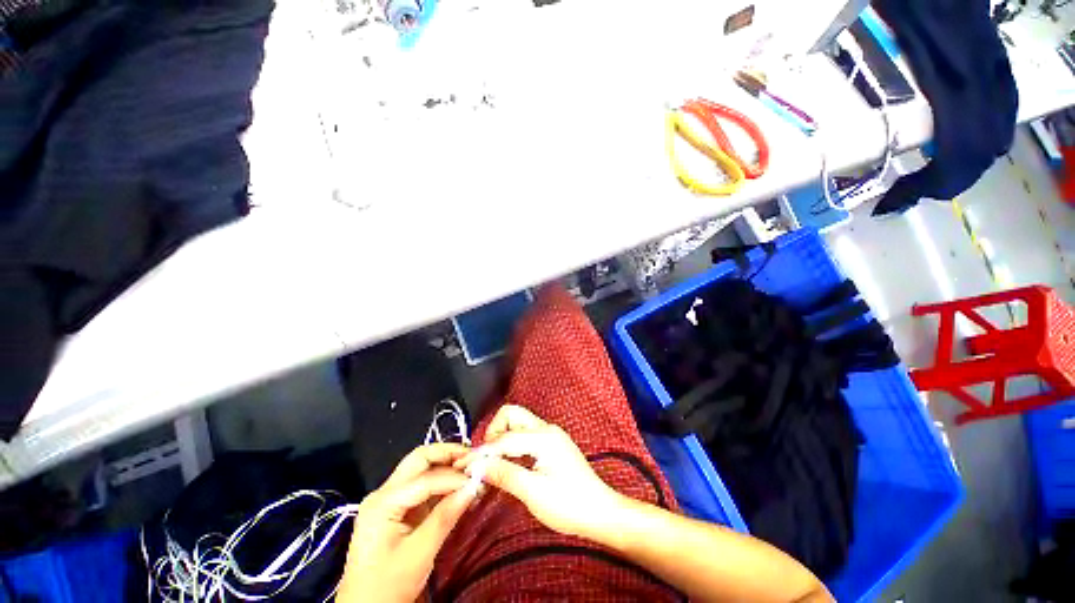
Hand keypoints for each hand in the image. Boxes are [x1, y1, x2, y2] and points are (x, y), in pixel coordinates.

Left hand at [337, 443, 476, 602]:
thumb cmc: (387, 587)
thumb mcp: (419, 555)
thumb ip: (445, 517)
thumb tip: (473, 487)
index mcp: (383, 503)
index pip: (425, 479)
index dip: (454, 478)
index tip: (478, 481)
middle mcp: (384, 493)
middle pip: (419, 460)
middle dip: (448, 454)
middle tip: (474, 458)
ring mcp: (389, 500)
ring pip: (421, 469)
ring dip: (447, 466)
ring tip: (471, 470)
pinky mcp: (397, 510)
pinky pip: (422, 486)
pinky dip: (442, 483)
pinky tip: (459, 487)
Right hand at [455, 405, 623, 539]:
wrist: (600, 511)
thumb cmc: (569, 505)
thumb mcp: (534, 493)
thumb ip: (504, 474)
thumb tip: (477, 465)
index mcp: (544, 437)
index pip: (504, 438)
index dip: (482, 452)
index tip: (463, 465)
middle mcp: (546, 429)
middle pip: (511, 415)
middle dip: (494, 432)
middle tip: (486, 459)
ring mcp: (550, 435)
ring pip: (517, 423)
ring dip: (502, 438)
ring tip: (493, 463)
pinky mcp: (551, 444)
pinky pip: (525, 435)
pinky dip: (511, 444)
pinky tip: (508, 463)